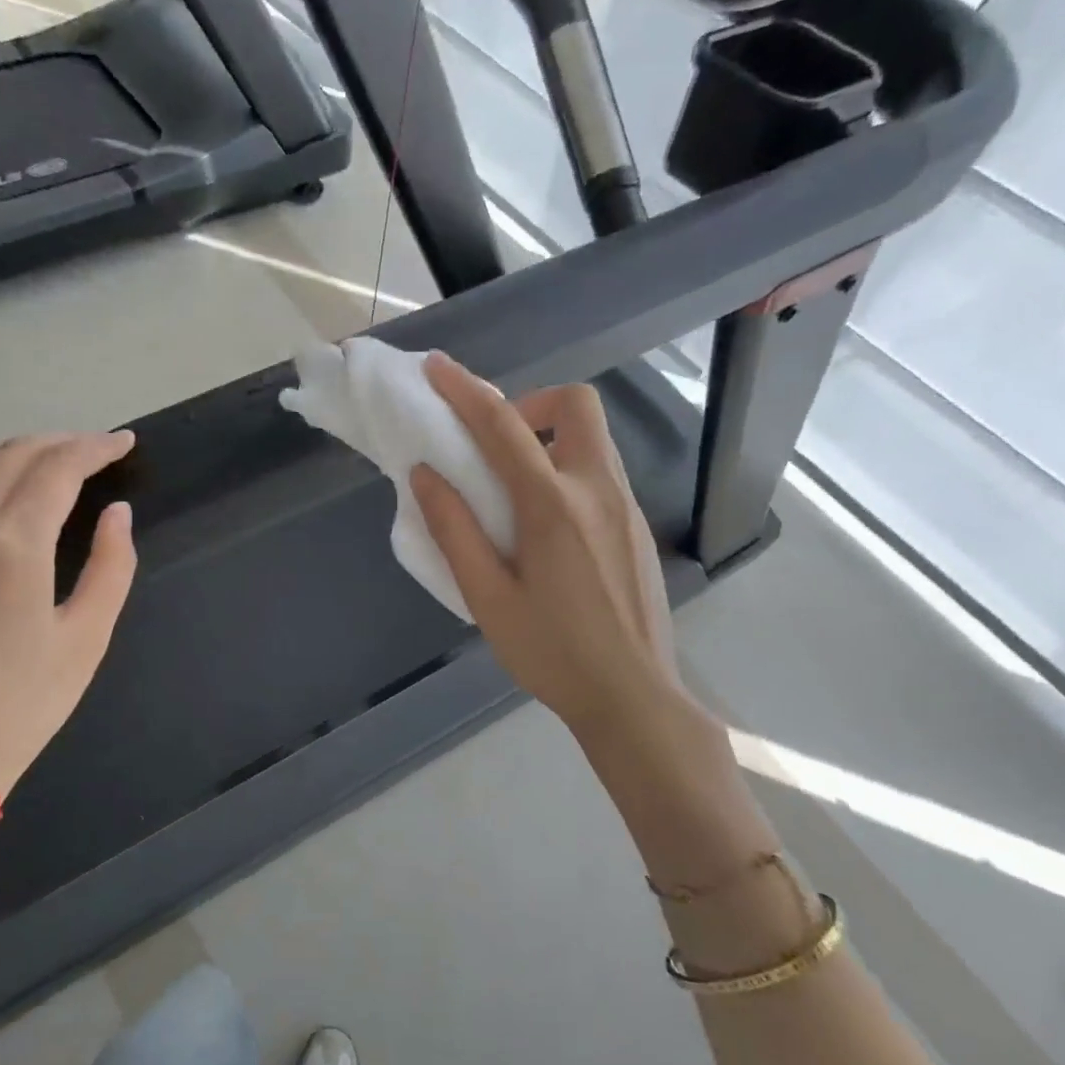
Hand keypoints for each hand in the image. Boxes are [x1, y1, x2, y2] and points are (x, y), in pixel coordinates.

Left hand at [0, 432, 137, 809]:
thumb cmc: (22, 704)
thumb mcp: (87, 638)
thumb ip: (111, 566)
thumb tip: (117, 514)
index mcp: (13, 543)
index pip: (58, 467)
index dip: (96, 448)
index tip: (125, 443)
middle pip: (15, 454)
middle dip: (62, 443)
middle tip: (101, 451)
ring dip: (22, 452)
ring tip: (60, 463)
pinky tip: (11, 493)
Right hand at [411, 353, 683, 739]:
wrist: (632, 697)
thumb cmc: (551, 653)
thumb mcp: (487, 598)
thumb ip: (454, 530)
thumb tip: (425, 475)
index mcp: (553, 506)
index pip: (503, 426)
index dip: (465, 390)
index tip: (437, 368)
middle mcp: (598, 490)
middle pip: (577, 404)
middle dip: (532, 402)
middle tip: (497, 445)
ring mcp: (627, 506)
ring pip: (592, 438)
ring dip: (549, 437)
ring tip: (513, 488)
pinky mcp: (638, 526)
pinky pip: (600, 472)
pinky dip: (566, 468)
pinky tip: (546, 525)